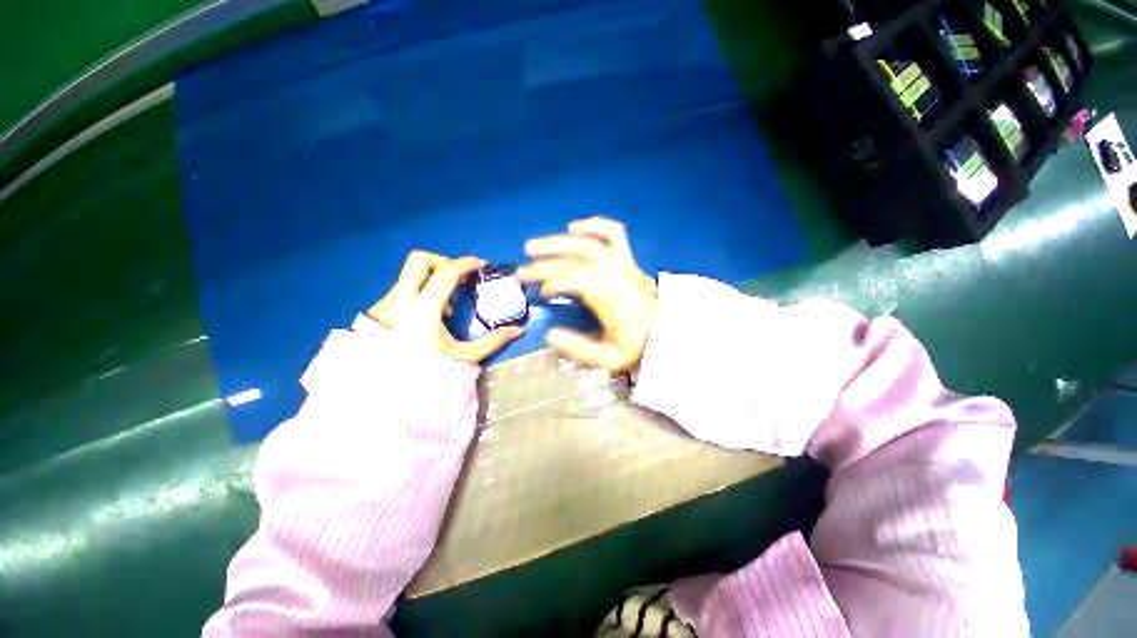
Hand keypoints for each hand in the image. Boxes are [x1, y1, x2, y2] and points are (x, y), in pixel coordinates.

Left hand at [368, 252, 523, 362]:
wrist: (389, 395)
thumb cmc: (428, 375)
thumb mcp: (465, 357)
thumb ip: (493, 341)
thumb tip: (519, 330)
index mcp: (423, 310)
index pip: (446, 273)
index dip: (467, 264)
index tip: (481, 266)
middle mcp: (399, 301)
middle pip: (420, 260)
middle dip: (444, 262)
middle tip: (460, 278)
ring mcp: (385, 304)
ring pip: (409, 274)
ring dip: (432, 279)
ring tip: (447, 305)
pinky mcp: (378, 311)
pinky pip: (402, 289)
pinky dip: (420, 292)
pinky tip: (430, 315)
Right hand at [519, 217, 656, 371]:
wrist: (667, 332)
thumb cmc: (638, 345)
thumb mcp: (610, 359)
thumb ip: (579, 349)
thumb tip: (551, 334)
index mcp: (614, 298)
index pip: (578, 279)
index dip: (554, 281)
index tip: (541, 294)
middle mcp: (618, 275)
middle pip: (577, 258)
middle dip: (546, 261)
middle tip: (522, 270)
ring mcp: (624, 263)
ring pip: (589, 242)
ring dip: (558, 242)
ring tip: (533, 246)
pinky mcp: (628, 259)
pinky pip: (614, 233)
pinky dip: (594, 225)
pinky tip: (573, 226)